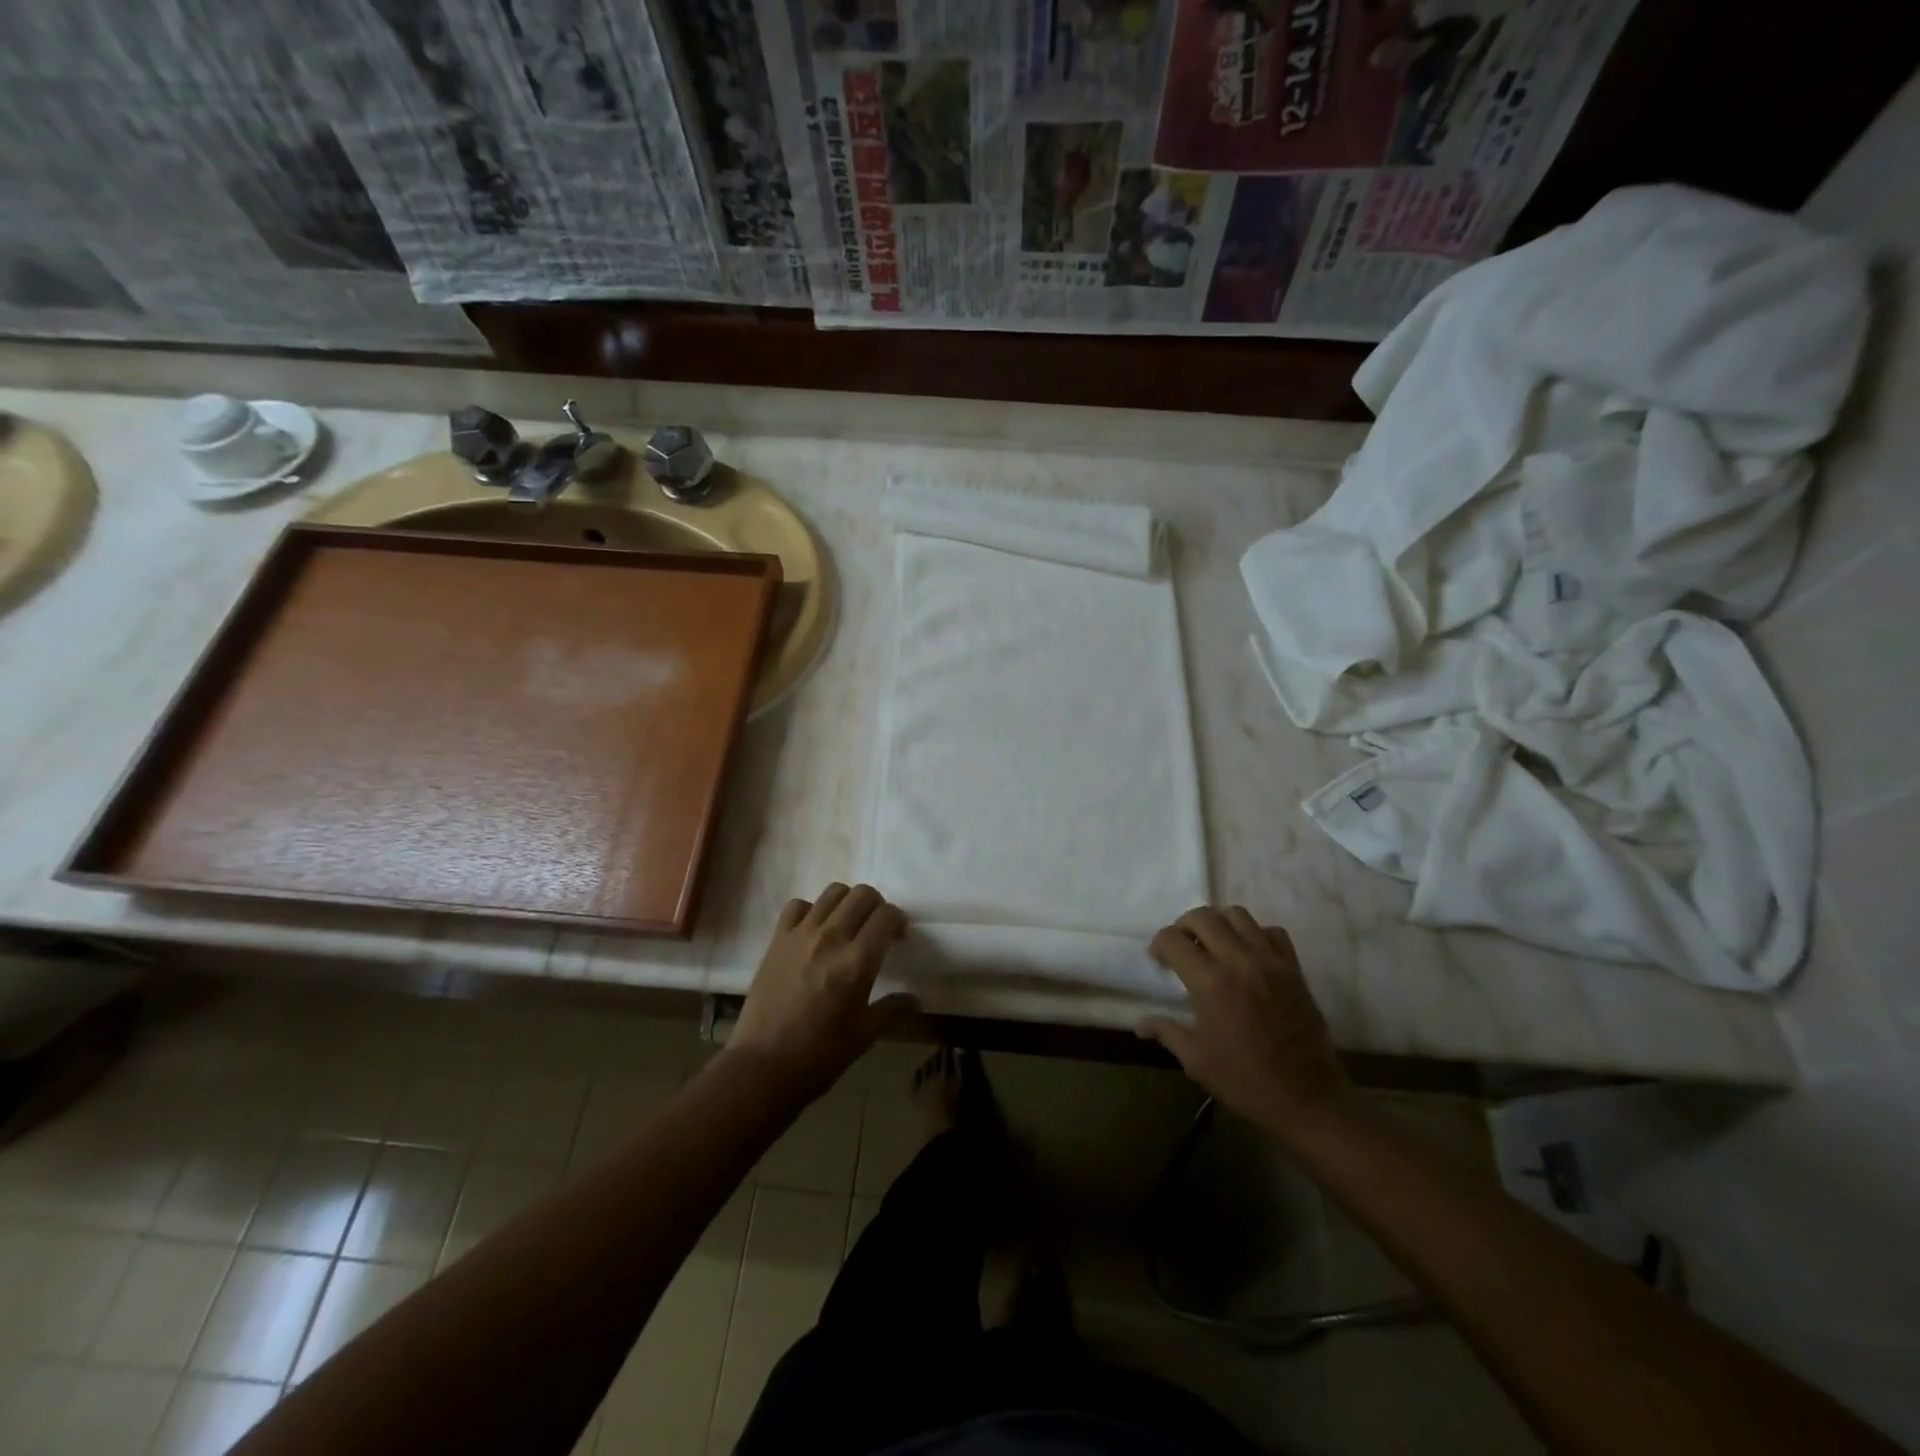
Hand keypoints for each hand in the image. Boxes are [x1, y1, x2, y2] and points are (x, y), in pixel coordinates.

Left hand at [729, 884, 912, 1101]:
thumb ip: (892, 1009)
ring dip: (847, 903)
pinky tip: (814, 931)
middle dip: (876, 906)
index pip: (887, 916)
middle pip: (862, 894)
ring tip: (847, 925)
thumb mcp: (864, 1035)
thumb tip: (915, 999)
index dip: (898, 921)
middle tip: (876, 928)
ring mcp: (801, 935)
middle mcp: (832, 938)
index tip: (898, 936)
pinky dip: (811, 910)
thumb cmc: (820, 1056)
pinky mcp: (777, 940)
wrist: (762, 1067)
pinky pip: (798, 905)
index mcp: (858, 961)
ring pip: (832, 892)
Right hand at [1139, 907, 1348, 1130]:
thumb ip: (1166, 1031)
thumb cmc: (1246, 1081)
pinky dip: (1255, 934)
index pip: (1173, 939)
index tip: (1158, 960)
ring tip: (1213, 945)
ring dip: (1218, 923)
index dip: (1159, 944)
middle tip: (1181, 947)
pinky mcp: (1294, 968)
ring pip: (1237, 915)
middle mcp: (1239, 960)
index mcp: (1210, 982)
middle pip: (1203, 916)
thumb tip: (1139, 1022)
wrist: (1308, 1099)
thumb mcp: (1196, 1060)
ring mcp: (1270, 961)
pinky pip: (1272, 932)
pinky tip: (1248, 955)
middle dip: (1183, 925)